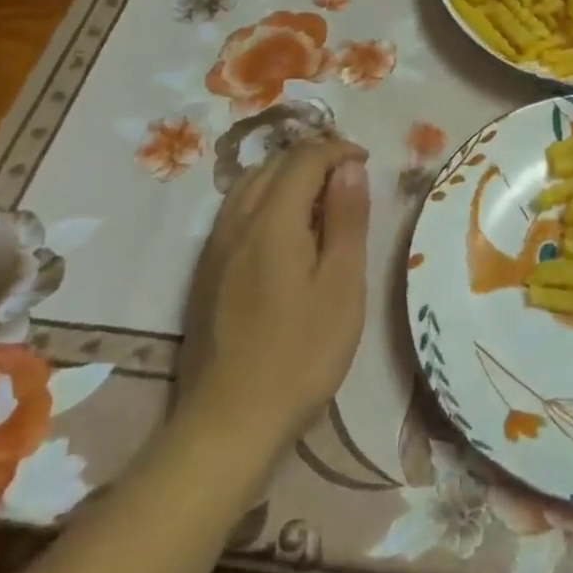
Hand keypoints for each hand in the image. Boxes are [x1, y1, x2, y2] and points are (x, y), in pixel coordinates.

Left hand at [174, 139, 369, 449]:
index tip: (366, 162)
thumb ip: (347, 219)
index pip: (304, 158)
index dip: (337, 150)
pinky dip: (266, 198)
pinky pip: (236, 210)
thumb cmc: (301, 354)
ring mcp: (215, 247)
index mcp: (273, 220)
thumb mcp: (342, 285)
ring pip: (249, 184)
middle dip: (312, 157)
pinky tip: (285, 228)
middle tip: (349, 176)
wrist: (229, 422)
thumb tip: (349, 167)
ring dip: (287, 175)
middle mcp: (236, 222)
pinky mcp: (206, 271)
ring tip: (321, 196)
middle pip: (273, 164)